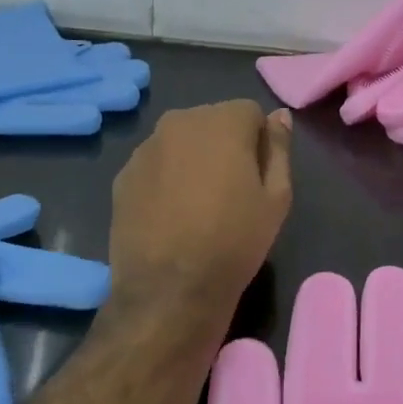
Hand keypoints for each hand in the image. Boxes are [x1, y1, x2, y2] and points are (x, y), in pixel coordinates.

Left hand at [105, 100, 292, 338]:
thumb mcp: (276, 197)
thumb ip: (279, 148)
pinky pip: (156, 165)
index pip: (250, 113)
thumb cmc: (235, 241)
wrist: (169, 290)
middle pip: (212, 123)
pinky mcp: (123, 176)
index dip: (259, 143)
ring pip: (181, 143)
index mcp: (222, 121)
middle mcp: (179, 122)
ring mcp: (145, 148)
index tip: (258, 178)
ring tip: (198, 206)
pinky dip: (166, 179)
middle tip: (231, 192)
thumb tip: (279, 115)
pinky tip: (172, 216)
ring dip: (193, 161)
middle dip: (225, 146)